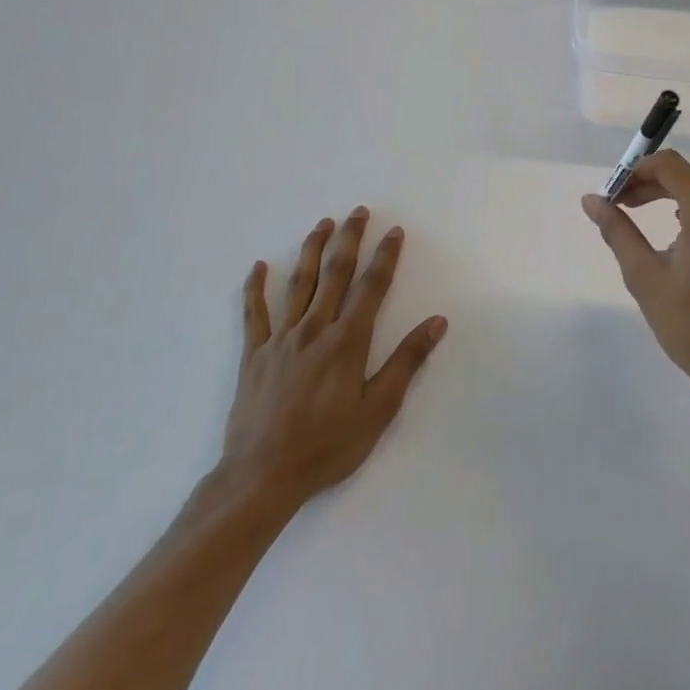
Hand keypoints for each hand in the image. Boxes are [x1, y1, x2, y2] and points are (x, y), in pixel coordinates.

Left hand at [213, 208, 446, 516]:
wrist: (262, 476)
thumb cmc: (328, 445)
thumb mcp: (379, 409)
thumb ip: (406, 361)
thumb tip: (436, 322)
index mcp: (347, 341)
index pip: (371, 287)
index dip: (385, 257)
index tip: (394, 232)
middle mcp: (314, 330)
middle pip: (334, 274)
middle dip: (349, 240)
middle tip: (358, 212)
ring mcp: (279, 340)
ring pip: (298, 284)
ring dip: (311, 250)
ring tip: (322, 224)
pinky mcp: (253, 355)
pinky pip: (253, 314)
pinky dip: (255, 288)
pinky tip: (259, 266)